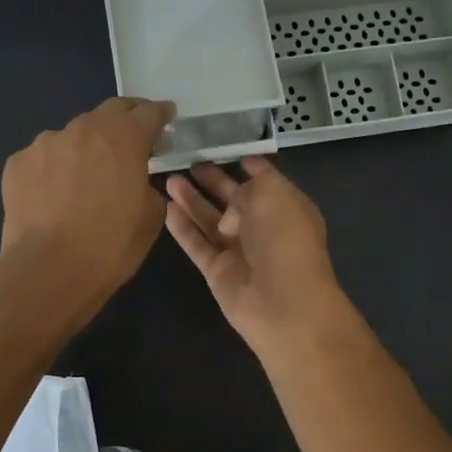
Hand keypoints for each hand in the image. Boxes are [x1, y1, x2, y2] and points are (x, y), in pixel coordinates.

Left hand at [0, 98, 174, 321]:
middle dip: (125, 121)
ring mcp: (45, 143)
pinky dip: (54, 170)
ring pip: (73, 137)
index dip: (161, 114)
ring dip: (85, 149)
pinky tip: (53, 198)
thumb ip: (148, 187)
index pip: (149, 112)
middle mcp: (83, 129)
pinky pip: (43, 159)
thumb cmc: (110, 246)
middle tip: (131, 139)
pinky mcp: (17, 163)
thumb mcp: (151, 218)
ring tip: (84, 180)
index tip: (166, 117)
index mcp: (124, 138)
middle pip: (110, 112)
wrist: (48, 271)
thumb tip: (136, 182)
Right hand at [164, 157, 349, 354]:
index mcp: (286, 206)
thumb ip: (246, 188)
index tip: (225, 149)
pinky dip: (182, 228)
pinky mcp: (218, 272)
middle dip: (213, 181)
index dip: (247, 165)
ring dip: (191, 200)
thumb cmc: (285, 239)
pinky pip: (197, 244)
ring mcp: (239, 251)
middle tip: (189, 162)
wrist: (283, 302)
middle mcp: (263, 227)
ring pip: (210, 220)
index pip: (265, 180)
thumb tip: (228, 211)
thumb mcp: (272, 194)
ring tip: (169, 179)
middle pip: (233, 199)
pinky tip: (165, 208)